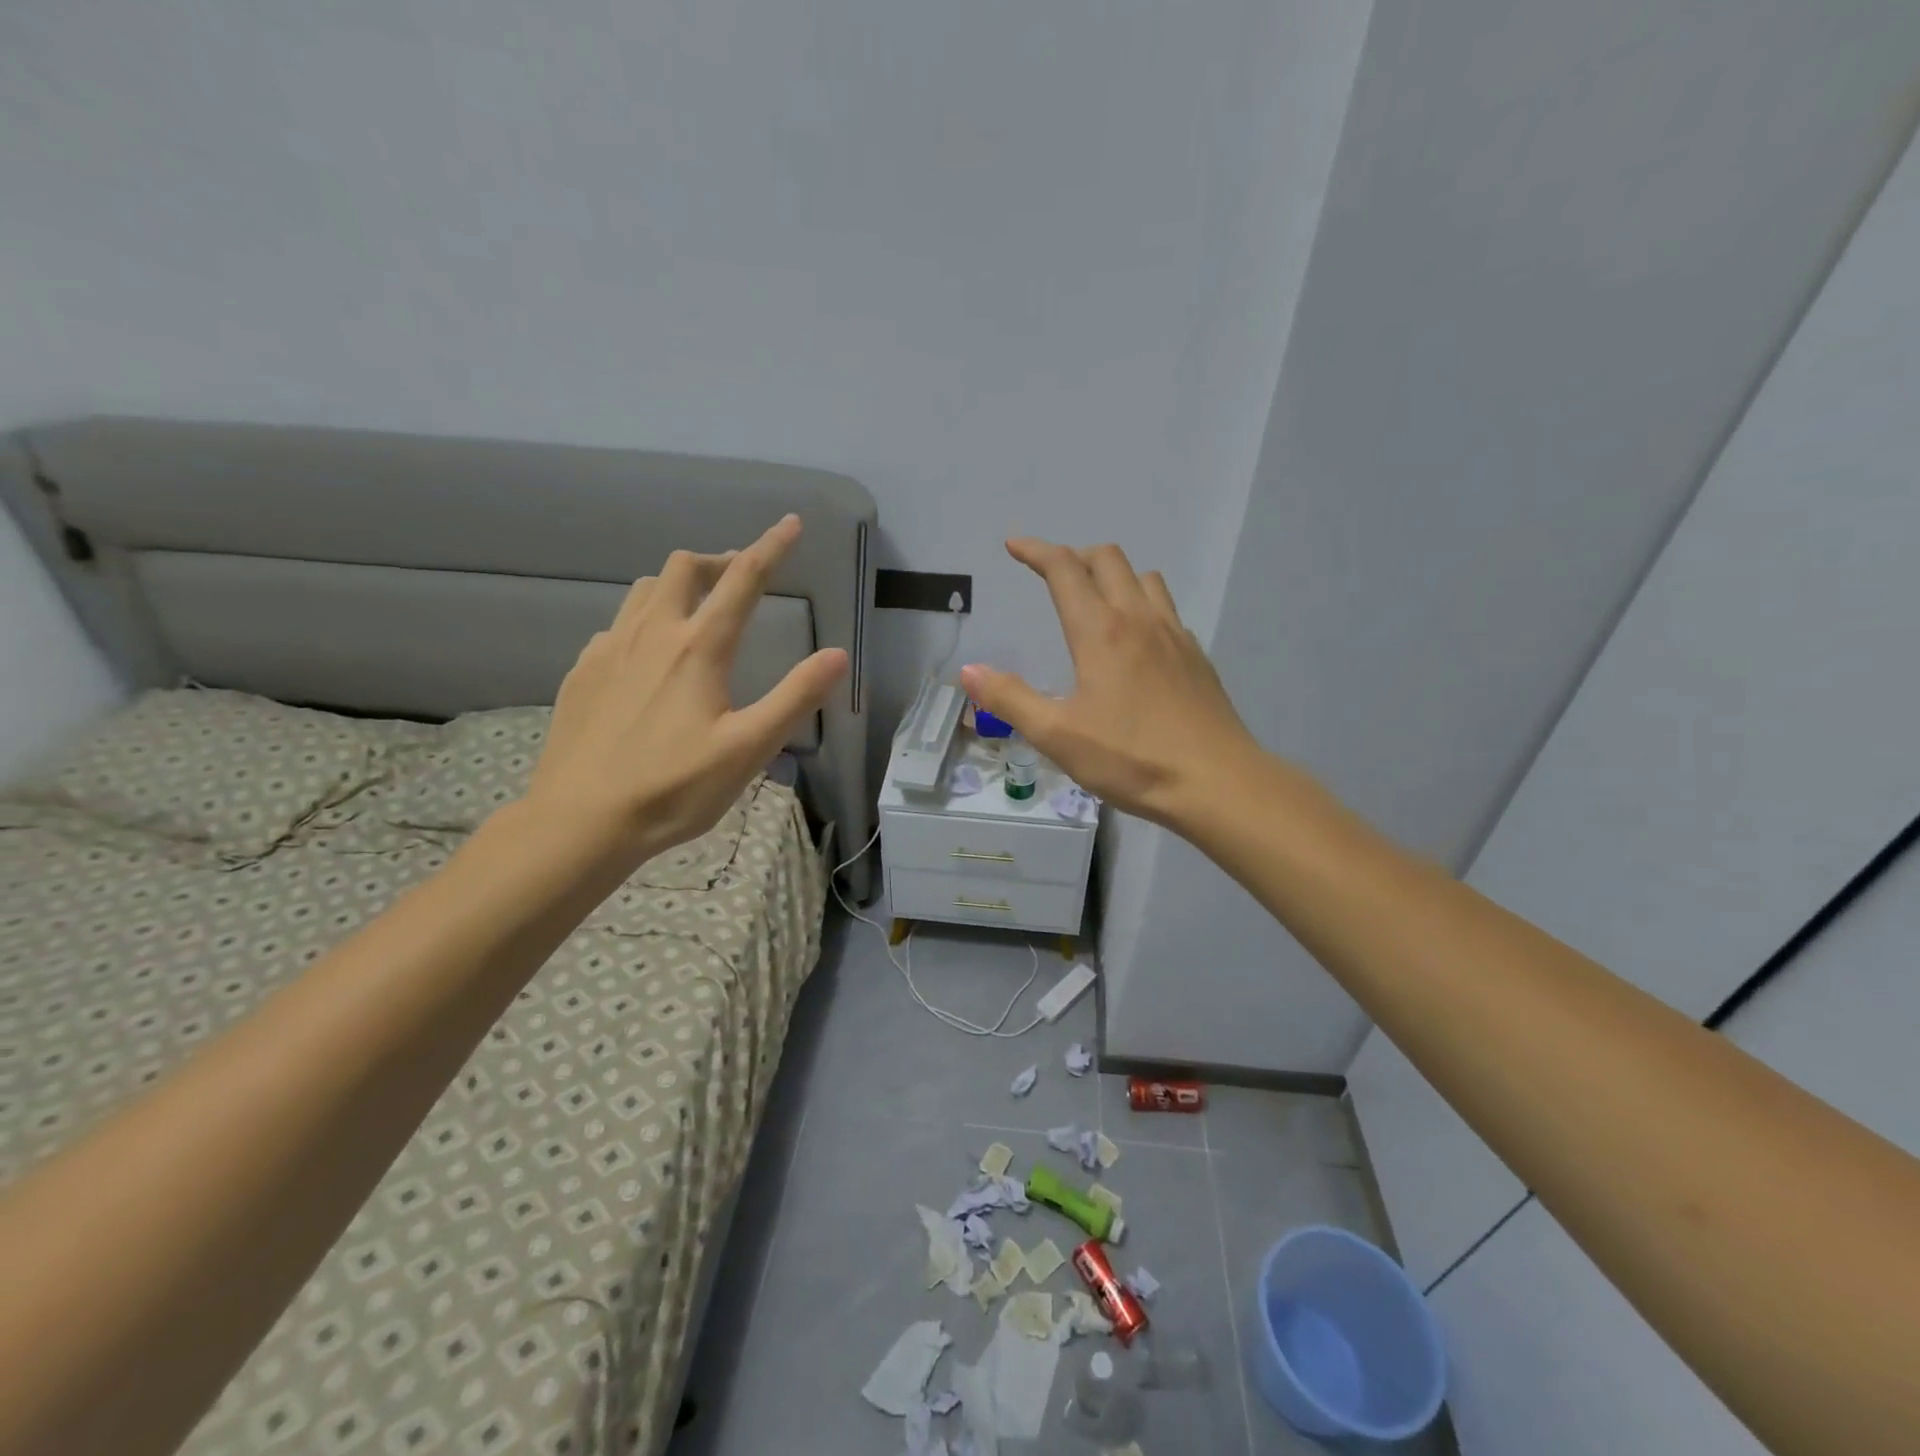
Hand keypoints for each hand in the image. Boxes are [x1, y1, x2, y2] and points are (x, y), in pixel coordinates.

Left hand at [527, 515, 847, 865]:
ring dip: (676, 585)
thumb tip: (838, 655)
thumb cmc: (674, 788)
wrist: (581, 821)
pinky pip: (616, 625)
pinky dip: (643, 620)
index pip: (742, 580)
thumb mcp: (749, 748)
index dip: (771, 548)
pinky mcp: (582, 673)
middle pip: (682, 568)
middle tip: (739, 579)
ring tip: (696, 610)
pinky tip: (647, 656)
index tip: (790, 523)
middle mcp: (652, 634)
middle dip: (716, 561)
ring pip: (643, 590)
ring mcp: (609, 650)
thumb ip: (795, 697)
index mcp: (699, 648)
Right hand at [960, 538, 1263, 827]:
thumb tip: (970, 671)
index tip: (1014, 545)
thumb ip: (1010, 700)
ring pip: (1144, 578)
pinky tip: (1137, 641)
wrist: (1217, 782)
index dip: (1036, 551)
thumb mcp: (1058, 736)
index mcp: (1100, 632)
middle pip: (1108, 559)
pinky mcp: (1196, 656)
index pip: (1064, 570)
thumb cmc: (1132, 759)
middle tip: (1052, 575)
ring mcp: (1174, 635)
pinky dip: (1143, 604)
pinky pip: (1166, 609)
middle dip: (1075, 556)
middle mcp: (1139, 620)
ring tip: (1096, 600)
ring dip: (1114, 575)